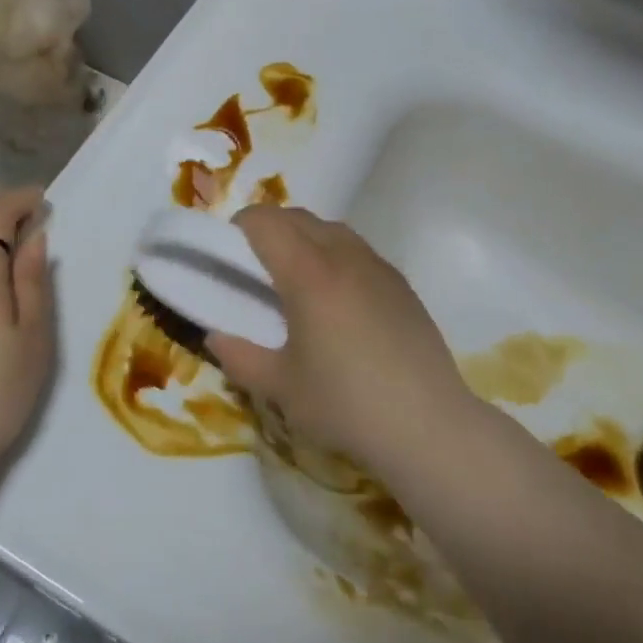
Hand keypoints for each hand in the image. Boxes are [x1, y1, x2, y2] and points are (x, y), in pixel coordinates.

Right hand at [204, 206, 477, 479]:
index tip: (229, 253)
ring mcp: (377, 266)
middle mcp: (343, 256)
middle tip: (255, 266)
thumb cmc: (346, 405)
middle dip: (269, 228)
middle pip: (297, 217)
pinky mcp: (400, 283)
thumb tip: (215, 336)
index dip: (240, 227)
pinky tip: (336, 298)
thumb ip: (239, 357)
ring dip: (304, 237)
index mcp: (308, 273)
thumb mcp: (281, 388)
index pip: (265, 222)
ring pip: (331, 228)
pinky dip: (334, 254)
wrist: (428, 426)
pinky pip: (357, 249)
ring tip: (296, 278)